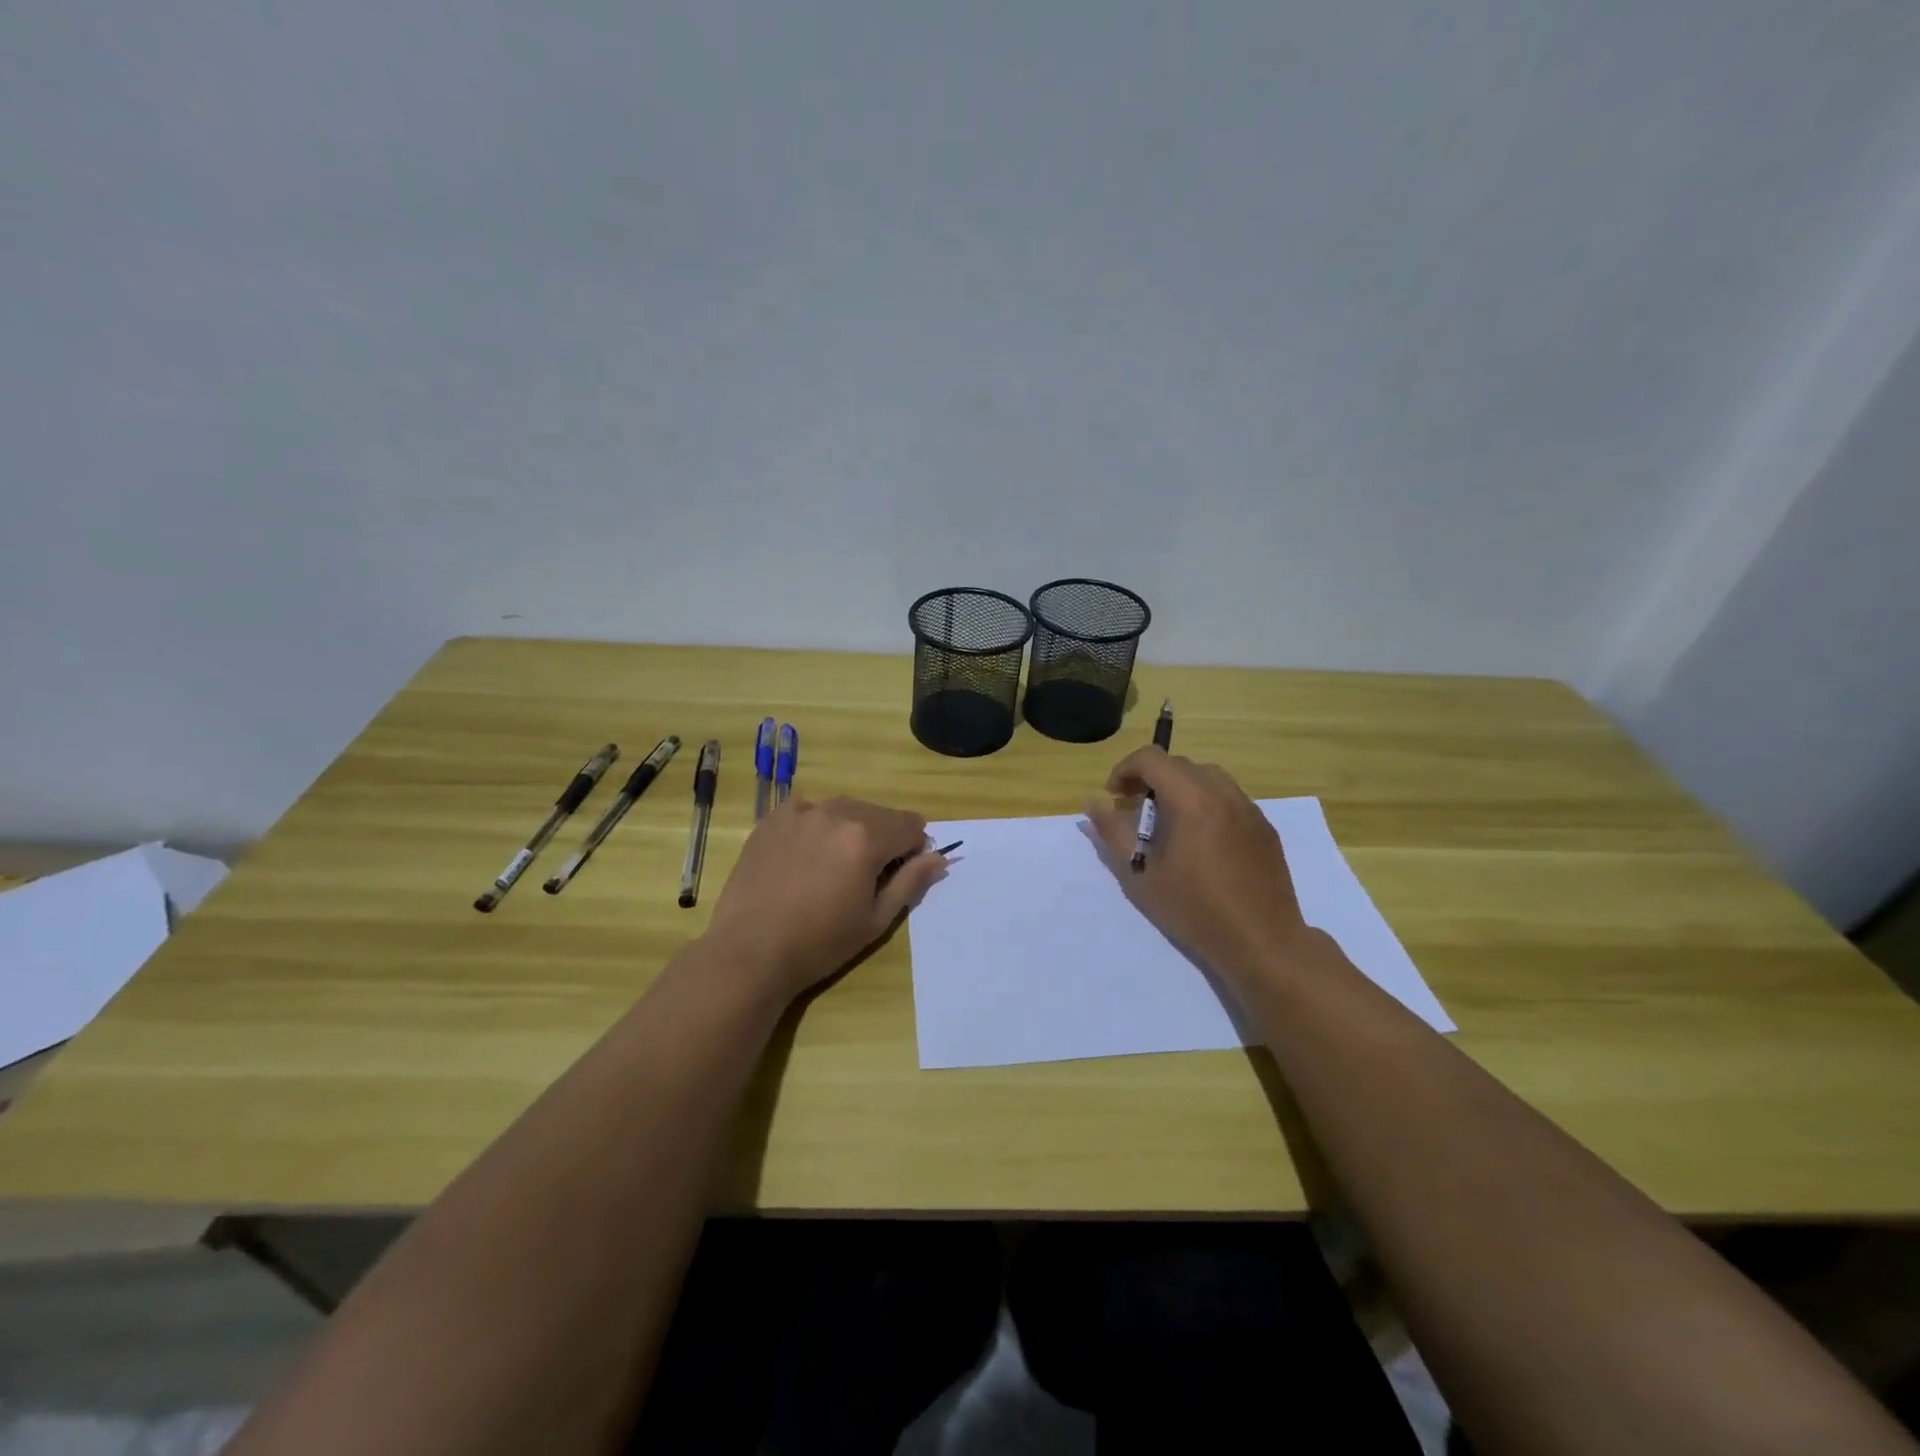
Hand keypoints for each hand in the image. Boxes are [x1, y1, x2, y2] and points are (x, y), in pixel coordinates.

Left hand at [703, 795, 945, 998]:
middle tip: (864, 877)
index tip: (899, 874)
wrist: (750, 951)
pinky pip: (810, 811)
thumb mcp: (876, 919)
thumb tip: (939, 857)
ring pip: (844, 809)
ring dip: (851, 830)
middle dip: (883, 838)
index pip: (911, 825)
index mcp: (866, 837)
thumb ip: (911, 882)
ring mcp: (800, 811)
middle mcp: (836, 812)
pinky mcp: (773, 818)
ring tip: (831, 868)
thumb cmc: (820, 943)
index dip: (913, 849)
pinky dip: (817, 827)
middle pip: (879, 814)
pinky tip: (803, 858)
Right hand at [1084, 748, 1314, 992]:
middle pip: (1180, 765)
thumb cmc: (1195, 910)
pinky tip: (1200, 840)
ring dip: (1180, 787)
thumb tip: (1092, 804)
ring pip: (1208, 777)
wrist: (1262, 942)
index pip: (1152, 759)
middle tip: (1135, 809)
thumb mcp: (1140, 875)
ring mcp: (1250, 810)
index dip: (1125, 770)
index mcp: (1192, 801)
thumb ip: (1113, 833)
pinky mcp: (1265, 828)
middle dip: (1151, 778)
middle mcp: (1224, 794)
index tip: (1114, 796)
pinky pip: (1229, 798)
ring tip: (1167, 821)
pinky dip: (1206, 803)